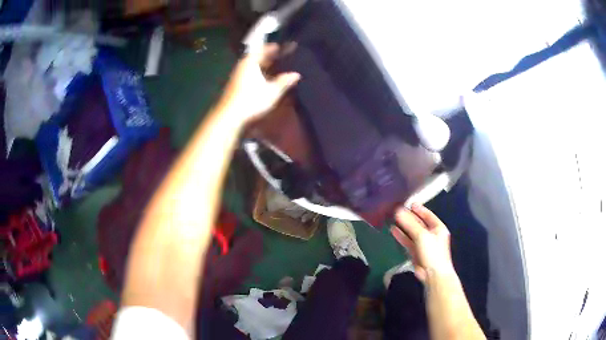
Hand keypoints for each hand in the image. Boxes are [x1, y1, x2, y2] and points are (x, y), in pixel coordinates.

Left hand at [217, 43, 300, 122]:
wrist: (229, 116)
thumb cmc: (251, 100)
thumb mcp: (272, 91)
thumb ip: (284, 81)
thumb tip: (296, 74)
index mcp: (251, 62)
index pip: (263, 49)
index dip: (273, 47)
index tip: (282, 46)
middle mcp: (242, 65)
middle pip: (256, 57)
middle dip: (268, 56)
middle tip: (280, 55)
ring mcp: (237, 75)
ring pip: (252, 65)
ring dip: (262, 65)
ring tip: (274, 67)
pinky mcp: (234, 85)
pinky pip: (248, 73)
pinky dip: (257, 72)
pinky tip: (263, 79)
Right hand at [391, 204, 453, 281]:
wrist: (433, 274)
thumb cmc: (432, 252)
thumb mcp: (422, 236)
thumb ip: (410, 224)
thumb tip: (398, 211)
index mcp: (438, 228)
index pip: (428, 215)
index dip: (419, 209)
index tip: (408, 204)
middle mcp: (431, 234)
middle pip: (419, 223)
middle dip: (409, 217)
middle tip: (397, 210)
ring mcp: (423, 244)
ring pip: (412, 232)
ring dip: (403, 226)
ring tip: (393, 219)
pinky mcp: (415, 252)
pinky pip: (408, 241)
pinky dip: (401, 236)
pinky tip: (393, 230)